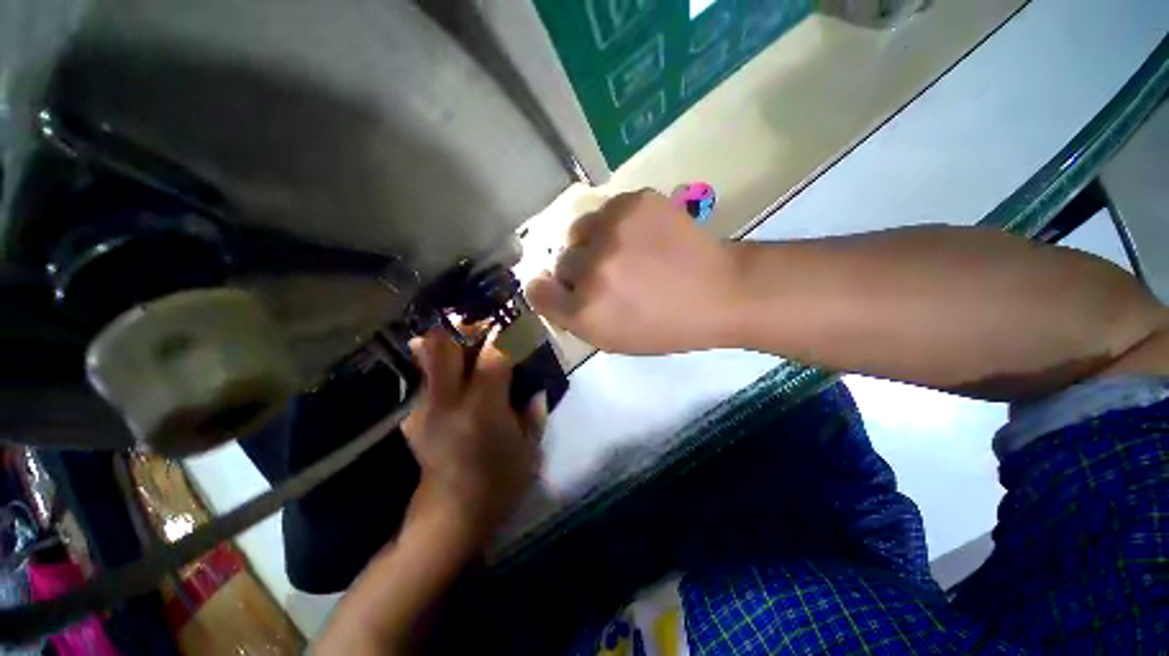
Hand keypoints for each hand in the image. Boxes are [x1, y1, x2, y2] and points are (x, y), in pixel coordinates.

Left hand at [401, 329, 542, 545]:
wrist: (450, 517)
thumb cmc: (499, 483)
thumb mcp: (530, 447)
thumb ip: (534, 411)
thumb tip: (535, 388)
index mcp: (483, 408)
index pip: (492, 355)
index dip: (505, 334)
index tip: (514, 323)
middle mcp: (447, 402)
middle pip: (443, 345)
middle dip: (463, 326)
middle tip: (482, 324)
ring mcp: (423, 408)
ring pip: (429, 358)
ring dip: (450, 344)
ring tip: (470, 345)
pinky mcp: (412, 417)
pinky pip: (429, 380)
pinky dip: (444, 370)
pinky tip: (459, 381)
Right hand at [525, 190, 740, 354]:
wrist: (718, 293)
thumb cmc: (665, 327)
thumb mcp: (613, 340)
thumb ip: (575, 318)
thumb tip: (550, 289)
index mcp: (585, 311)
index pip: (537, 292)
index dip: (549, 291)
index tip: (563, 290)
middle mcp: (591, 269)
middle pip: (561, 261)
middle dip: (579, 271)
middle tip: (610, 275)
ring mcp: (613, 231)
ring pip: (579, 230)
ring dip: (594, 242)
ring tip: (625, 251)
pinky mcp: (635, 202)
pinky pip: (607, 211)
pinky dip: (617, 224)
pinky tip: (643, 236)